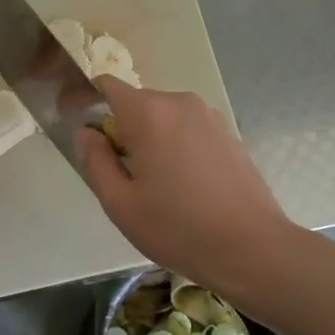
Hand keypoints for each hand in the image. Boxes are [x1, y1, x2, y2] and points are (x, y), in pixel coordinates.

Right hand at [75, 79, 292, 302]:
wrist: (252, 248)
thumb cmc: (177, 228)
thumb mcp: (120, 203)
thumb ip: (95, 160)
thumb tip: (86, 133)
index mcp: (149, 113)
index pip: (106, 86)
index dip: (86, 102)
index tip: (83, 133)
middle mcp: (180, 103)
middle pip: (136, 104)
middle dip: (121, 130)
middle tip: (121, 176)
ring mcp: (209, 117)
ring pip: (163, 118)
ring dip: (150, 140)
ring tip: (156, 186)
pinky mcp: (229, 134)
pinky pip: (187, 130)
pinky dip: (175, 146)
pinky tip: (185, 187)